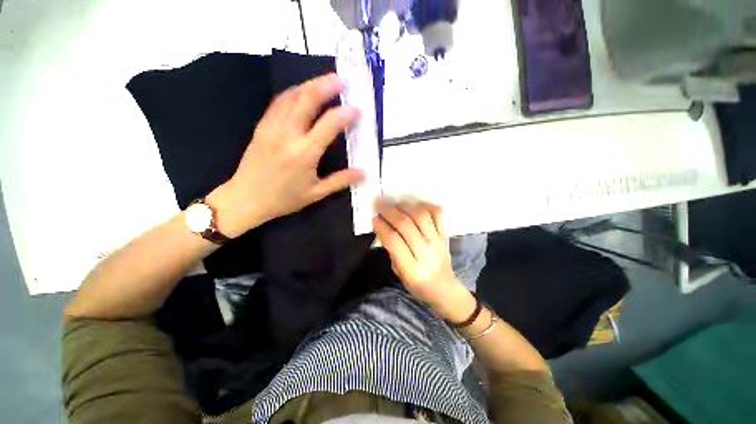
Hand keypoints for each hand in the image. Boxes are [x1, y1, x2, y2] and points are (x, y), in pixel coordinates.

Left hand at [208, 73, 362, 237]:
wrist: (245, 199)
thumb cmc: (284, 199)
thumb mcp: (316, 194)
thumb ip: (340, 181)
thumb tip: (362, 172)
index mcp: (304, 153)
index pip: (329, 125)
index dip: (345, 114)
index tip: (357, 108)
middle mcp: (288, 135)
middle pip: (307, 100)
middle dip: (326, 86)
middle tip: (341, 79)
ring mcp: (272, 127)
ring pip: (291, 97)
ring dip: (310, 85)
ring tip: (325, 80)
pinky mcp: (262, 127)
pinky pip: (278, 103)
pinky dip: (293, 92)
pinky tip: (301, 91)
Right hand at [373, 200, 469, 310]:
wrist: (445, 289)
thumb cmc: (417, 284)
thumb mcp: (399, 273)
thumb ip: (392, 250)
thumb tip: (383, 227)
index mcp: (412, 269)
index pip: (394, 241)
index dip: (382, 227)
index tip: (374, 218)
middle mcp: (426, 253)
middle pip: (406, 225)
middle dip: (389, 212)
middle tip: (379, 203)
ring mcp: (438, 242)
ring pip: (421, 216)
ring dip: (405, 206)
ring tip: (395, 203)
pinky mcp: (445, 235)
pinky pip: (438, 214)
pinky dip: (427, 205)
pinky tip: (416, 205)